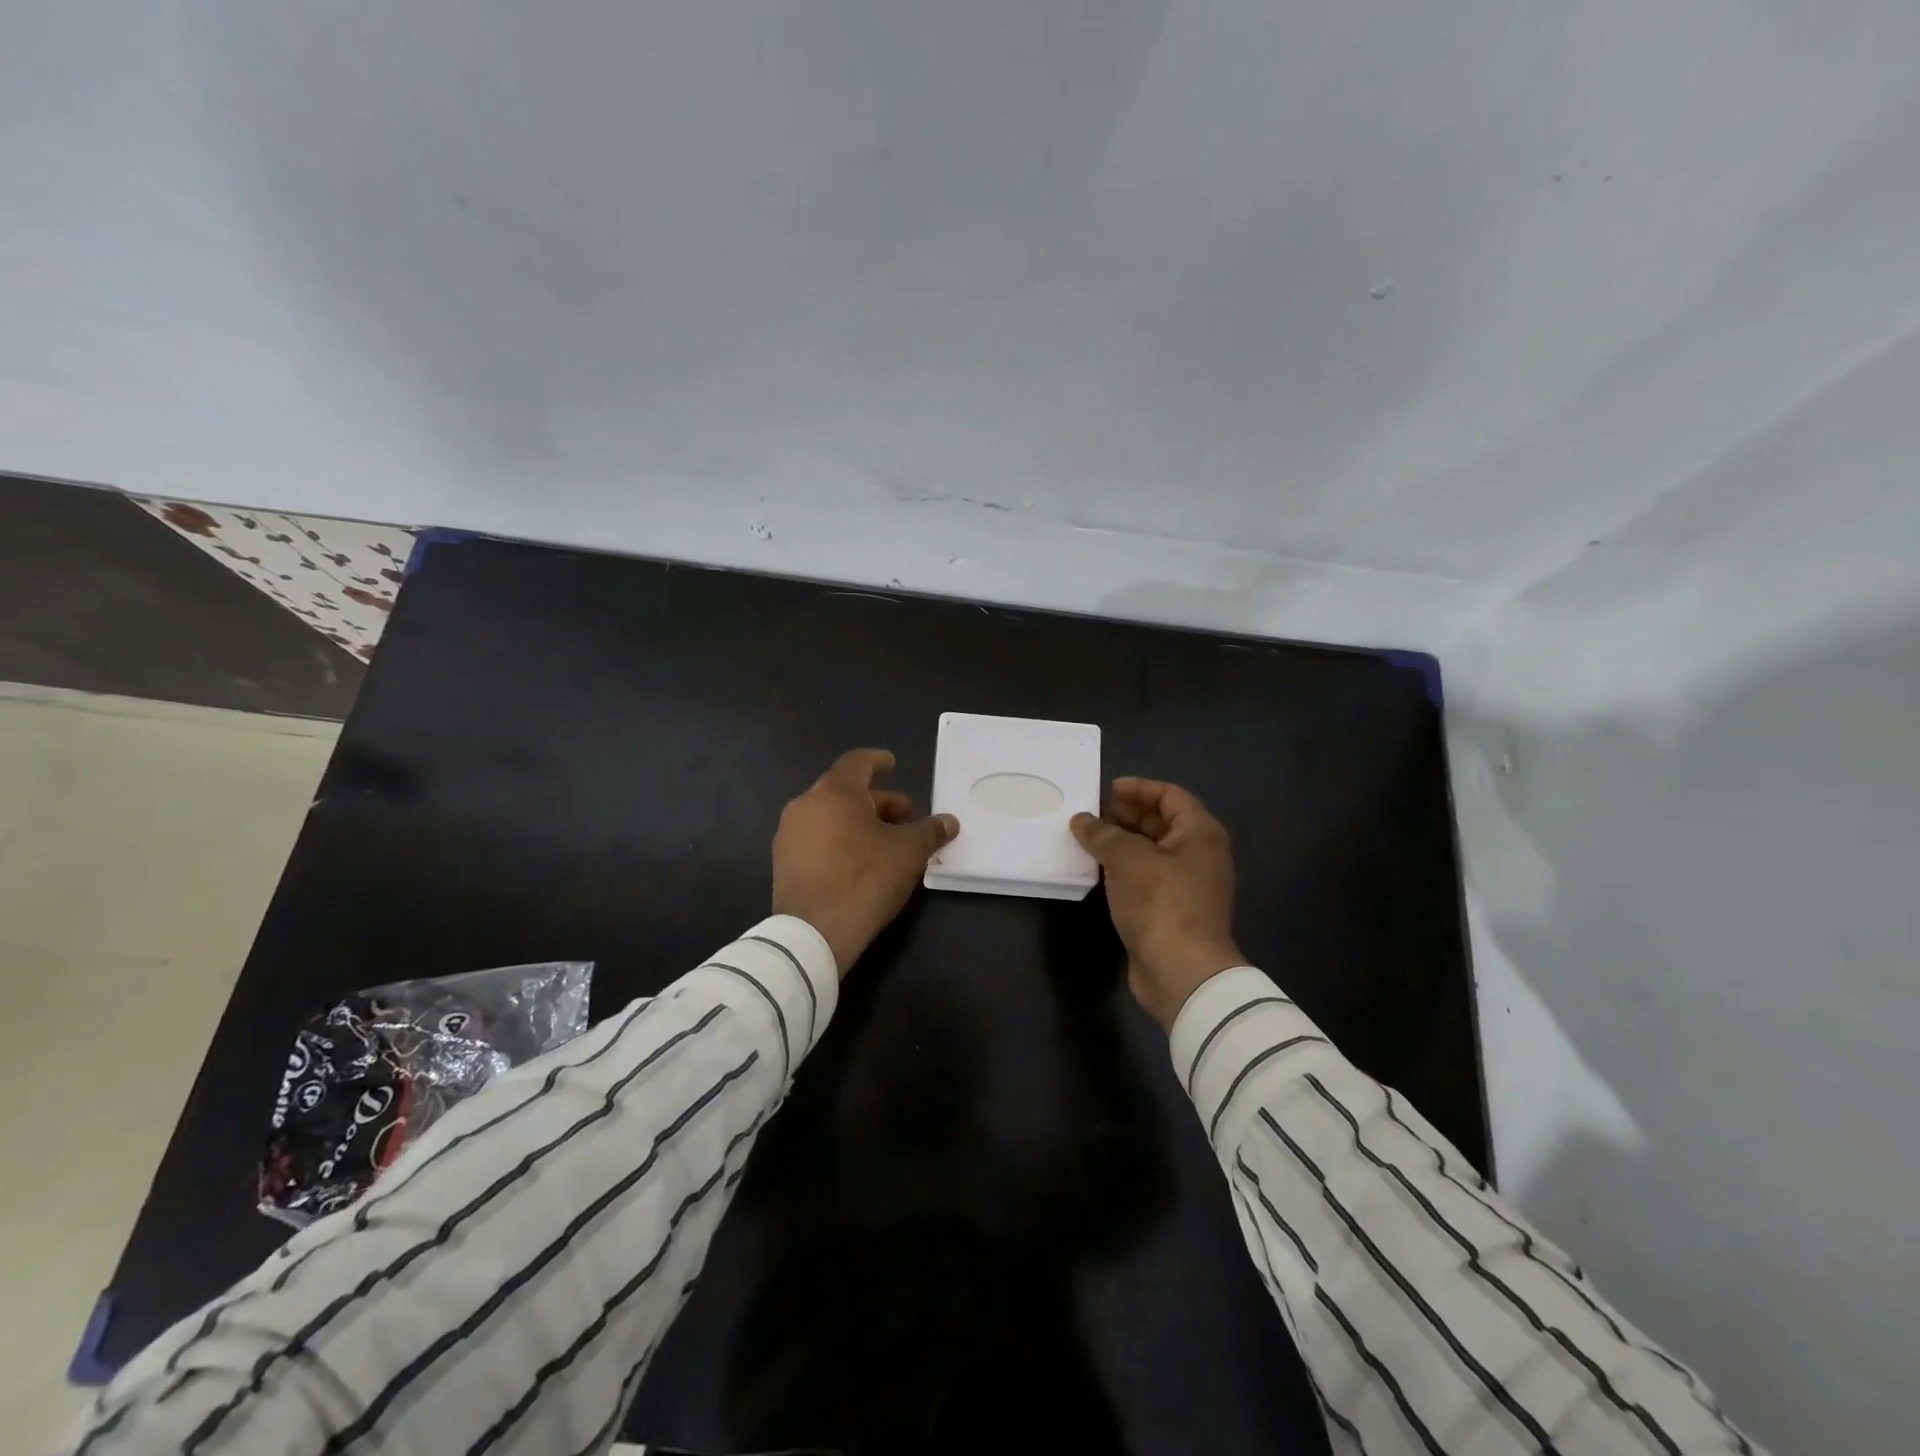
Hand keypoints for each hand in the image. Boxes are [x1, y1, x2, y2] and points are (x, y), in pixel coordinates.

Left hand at [772, 748, 959, 974]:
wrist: (814, 932)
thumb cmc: (865, 879)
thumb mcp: (908, 853)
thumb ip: (930, 831)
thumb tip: (949, 822)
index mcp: (835, 792)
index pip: (858, 762)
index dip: (878, 761)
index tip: (892, 764)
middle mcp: (806, 804)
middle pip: (845, 790)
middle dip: (878, 801)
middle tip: (905, 817)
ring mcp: (789, 834)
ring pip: (830, 815)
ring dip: (859, 821)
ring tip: (885, 842)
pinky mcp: (783, 862)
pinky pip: (817, 837)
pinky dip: (840, 839)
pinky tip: (860, 861)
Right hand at [1071, 777, 1245, 1029]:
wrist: (1181, 971)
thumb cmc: (1161, 902)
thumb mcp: (1128, 859)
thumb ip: (1103, 834)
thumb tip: (1081, 820)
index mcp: (1201, 833)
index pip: (1171, 796)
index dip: (1139, 788)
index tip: (1107, 789)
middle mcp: (1199, 855)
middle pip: (1161, 823)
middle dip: (1125, 815)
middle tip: (1090, 814)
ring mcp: (1186, 885)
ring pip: (1150, 852)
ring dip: (1120, 843)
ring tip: (1086, 838)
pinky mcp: (1170, 910)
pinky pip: (1144, 878)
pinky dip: (1122, 869)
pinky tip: (1096, 870)